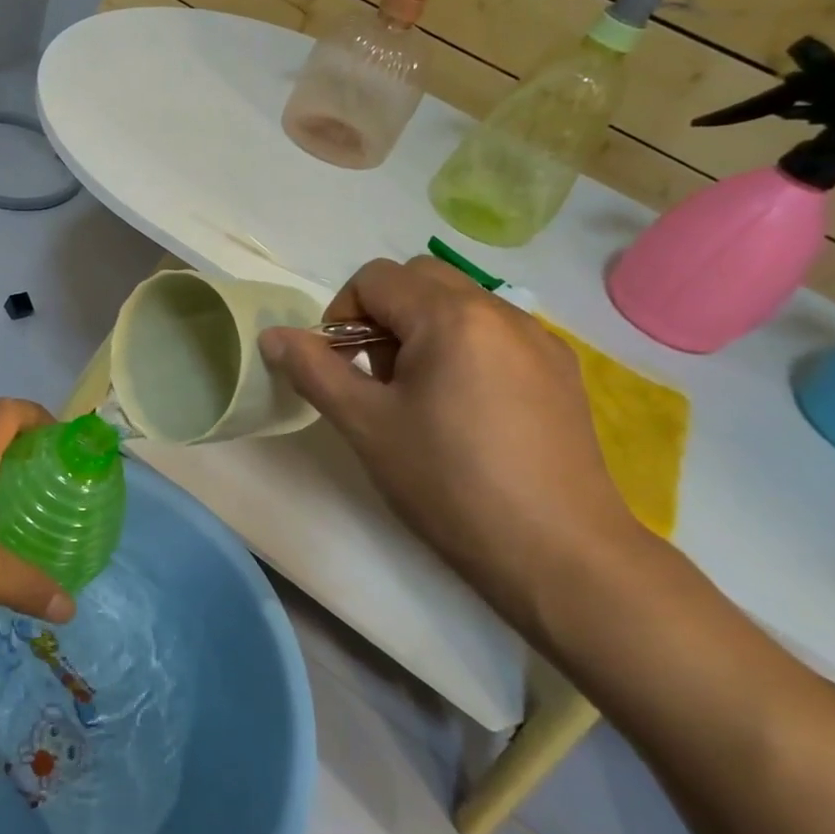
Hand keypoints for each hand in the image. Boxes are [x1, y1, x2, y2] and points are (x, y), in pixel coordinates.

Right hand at [259, 257, 644, 625]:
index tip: (341, 368)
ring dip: (422, 331)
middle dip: (382, 315)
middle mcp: (501, 311)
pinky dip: (463, 350)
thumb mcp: (366, 425)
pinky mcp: (561, 371)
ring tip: (419, 399)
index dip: (341, 314)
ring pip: (459, 305)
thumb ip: (314, 370)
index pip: (375, 278)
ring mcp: (539, 340)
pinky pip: (495, 335)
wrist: (560, 555)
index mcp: (451, 316)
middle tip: (376, 377)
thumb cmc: (449, 483)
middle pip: (420, 279)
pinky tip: (466, 413)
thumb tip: (273, 335)